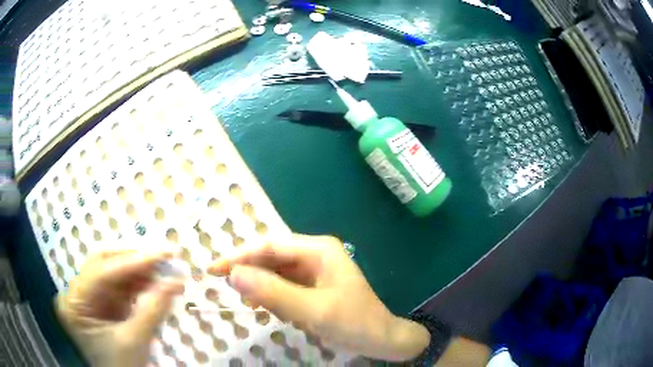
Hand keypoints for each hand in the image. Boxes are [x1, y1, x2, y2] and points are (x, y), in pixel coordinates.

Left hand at [56, 250, 184, 366]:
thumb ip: (152, 310)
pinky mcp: (103, 301)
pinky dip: (140, 283)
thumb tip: (175, 281)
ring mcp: (90, 295)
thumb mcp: (135, 341)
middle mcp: (78, 292)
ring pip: (114, 271)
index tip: (162, 253)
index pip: (101, 272)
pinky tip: (157, 283)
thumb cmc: (122, 366)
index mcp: (75, 302)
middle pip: (104, 263)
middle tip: (164, 257)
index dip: (132, 261)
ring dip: (141, 271)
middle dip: (135, 260)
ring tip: (167, 271)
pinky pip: (121, 285)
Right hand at [207, 234, 429, 360]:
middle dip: (249, 272)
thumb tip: (233, 274)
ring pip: (274, 273)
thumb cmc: (353, 322)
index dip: (239, 256)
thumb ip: (273, 292)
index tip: (213, 269)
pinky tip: (267, 308)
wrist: (381, 339)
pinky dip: (271, 297)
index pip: (269, 246)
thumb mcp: (312, 310)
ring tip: (251, 303)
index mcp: (318, 250)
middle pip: (270, 258)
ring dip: (259, 287)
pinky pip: (283, 287)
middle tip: (227, 289)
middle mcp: (314, 255)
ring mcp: (313, 271)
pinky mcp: (311, 287)